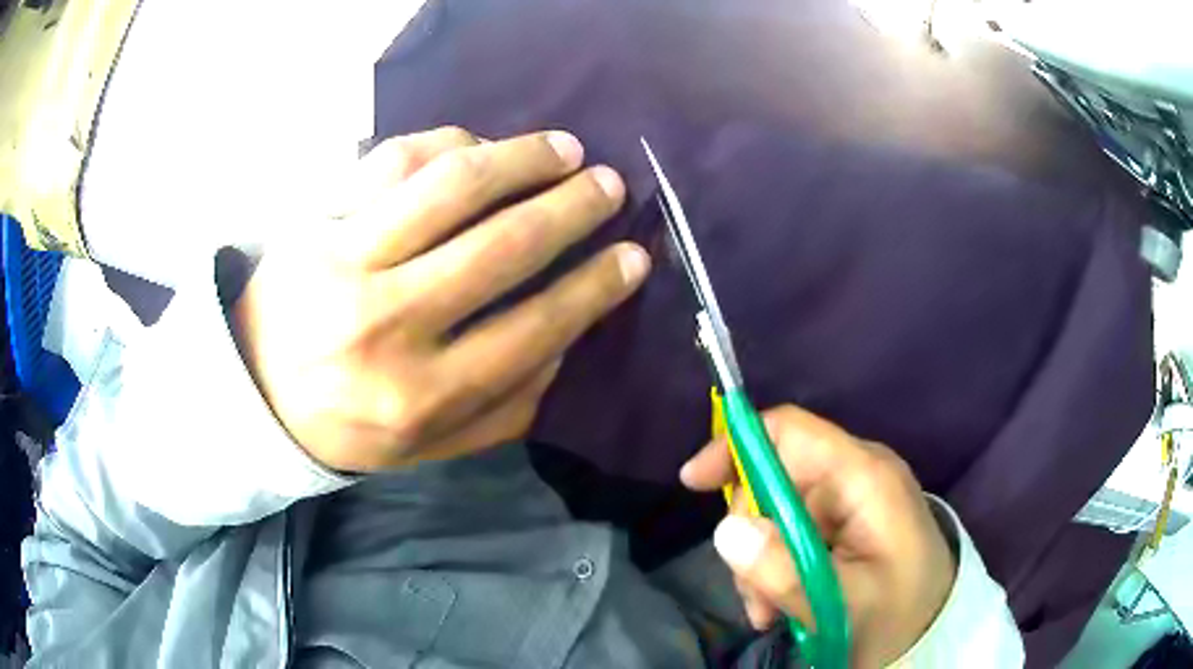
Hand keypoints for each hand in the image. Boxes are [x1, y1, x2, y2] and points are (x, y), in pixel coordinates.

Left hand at [233, 127, 650, 471]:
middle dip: (572, 208)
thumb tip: (569, 338)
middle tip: (609, 185)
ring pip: (452, 186)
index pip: (534, 328)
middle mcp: (387, 324)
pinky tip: (479, 145)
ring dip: (521, 158)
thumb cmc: (348, 425)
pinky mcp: (319, 221)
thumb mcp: (432, 445)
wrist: (256, 393)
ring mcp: (346, 261)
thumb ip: (507, 406)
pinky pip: (393, 161)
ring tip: (562, 149)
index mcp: (421, 395)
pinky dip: (447, 142)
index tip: (634, 256)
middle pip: (503, 246)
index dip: (595, 286)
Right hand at [680, 406, 955, 667]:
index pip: (791, 431)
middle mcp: (857, 476)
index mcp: (865, 477)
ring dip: (761, 562)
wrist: (936, 631)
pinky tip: (782, 604)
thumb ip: (784, 571)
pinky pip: (793, 532)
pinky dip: (776, 567)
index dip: (737, 444)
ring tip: (769, 610)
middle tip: (753, 594)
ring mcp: (851, 500)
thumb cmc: (899, 615)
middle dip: (751, 534)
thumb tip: (724, 530)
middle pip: (776, 477)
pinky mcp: (846, 523)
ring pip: (777, 512)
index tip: (693, 482)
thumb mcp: (841, 604)